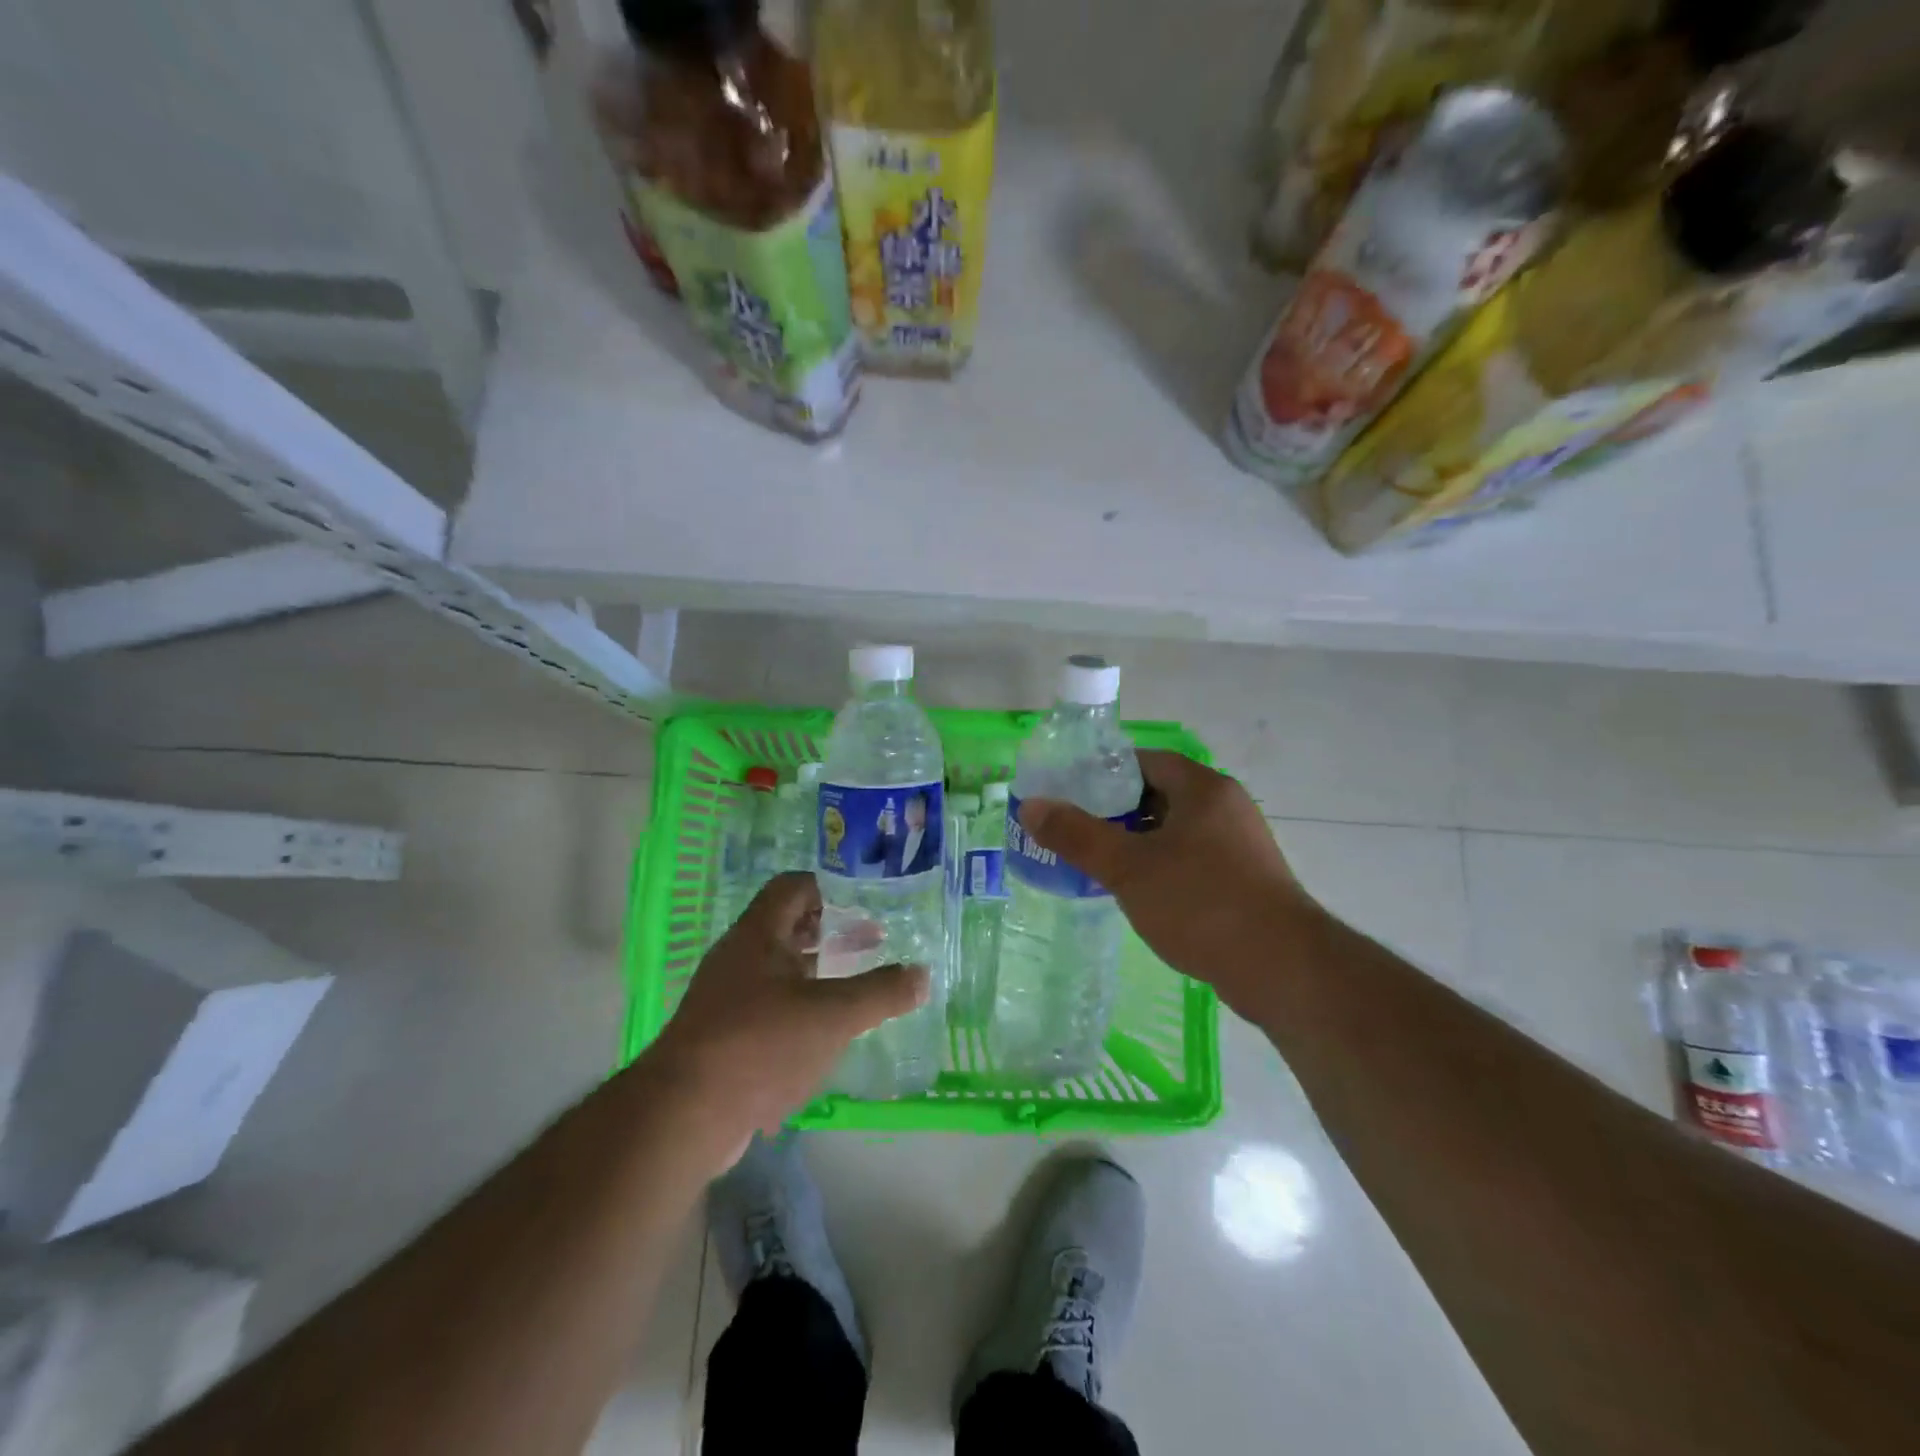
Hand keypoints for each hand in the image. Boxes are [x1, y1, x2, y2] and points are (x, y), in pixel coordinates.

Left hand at [645, 873, 928, 1157]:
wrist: (684, 1116)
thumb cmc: (761, 1045)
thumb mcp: (833, 1015)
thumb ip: (881, 992)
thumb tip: (923, 975)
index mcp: (758, 934)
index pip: (793, 887)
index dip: (830, 889)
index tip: (866, 906)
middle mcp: (738, 957)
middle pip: (787, 927)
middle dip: (829, 933)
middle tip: (869, 945)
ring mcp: (725, 998)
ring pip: (777, 970)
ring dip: (815, 974)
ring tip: (853, 989)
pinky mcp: (722, 1037)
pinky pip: (766, 1008)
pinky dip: (797, 1010)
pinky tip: (822, 1035)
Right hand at [1017, 751, 1317, 1018]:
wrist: (1282, 969)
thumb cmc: (1201, 903)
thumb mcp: (1128, 868)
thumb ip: (1077, 835)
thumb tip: (1032, 806)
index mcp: (1203, 789)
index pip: (1145, 761)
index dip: (1104, 773)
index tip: (1070, 793)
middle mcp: (1226, 808)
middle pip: (1159, 795)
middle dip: (1116, 812)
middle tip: (1076, 831)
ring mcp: (1240, 846)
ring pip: (1175, 832)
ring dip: (1138, 843)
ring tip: (1098, 864)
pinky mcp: (1245, 881)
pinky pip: (1192, 861)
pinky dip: (1162, 869)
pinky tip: (1138, 895)